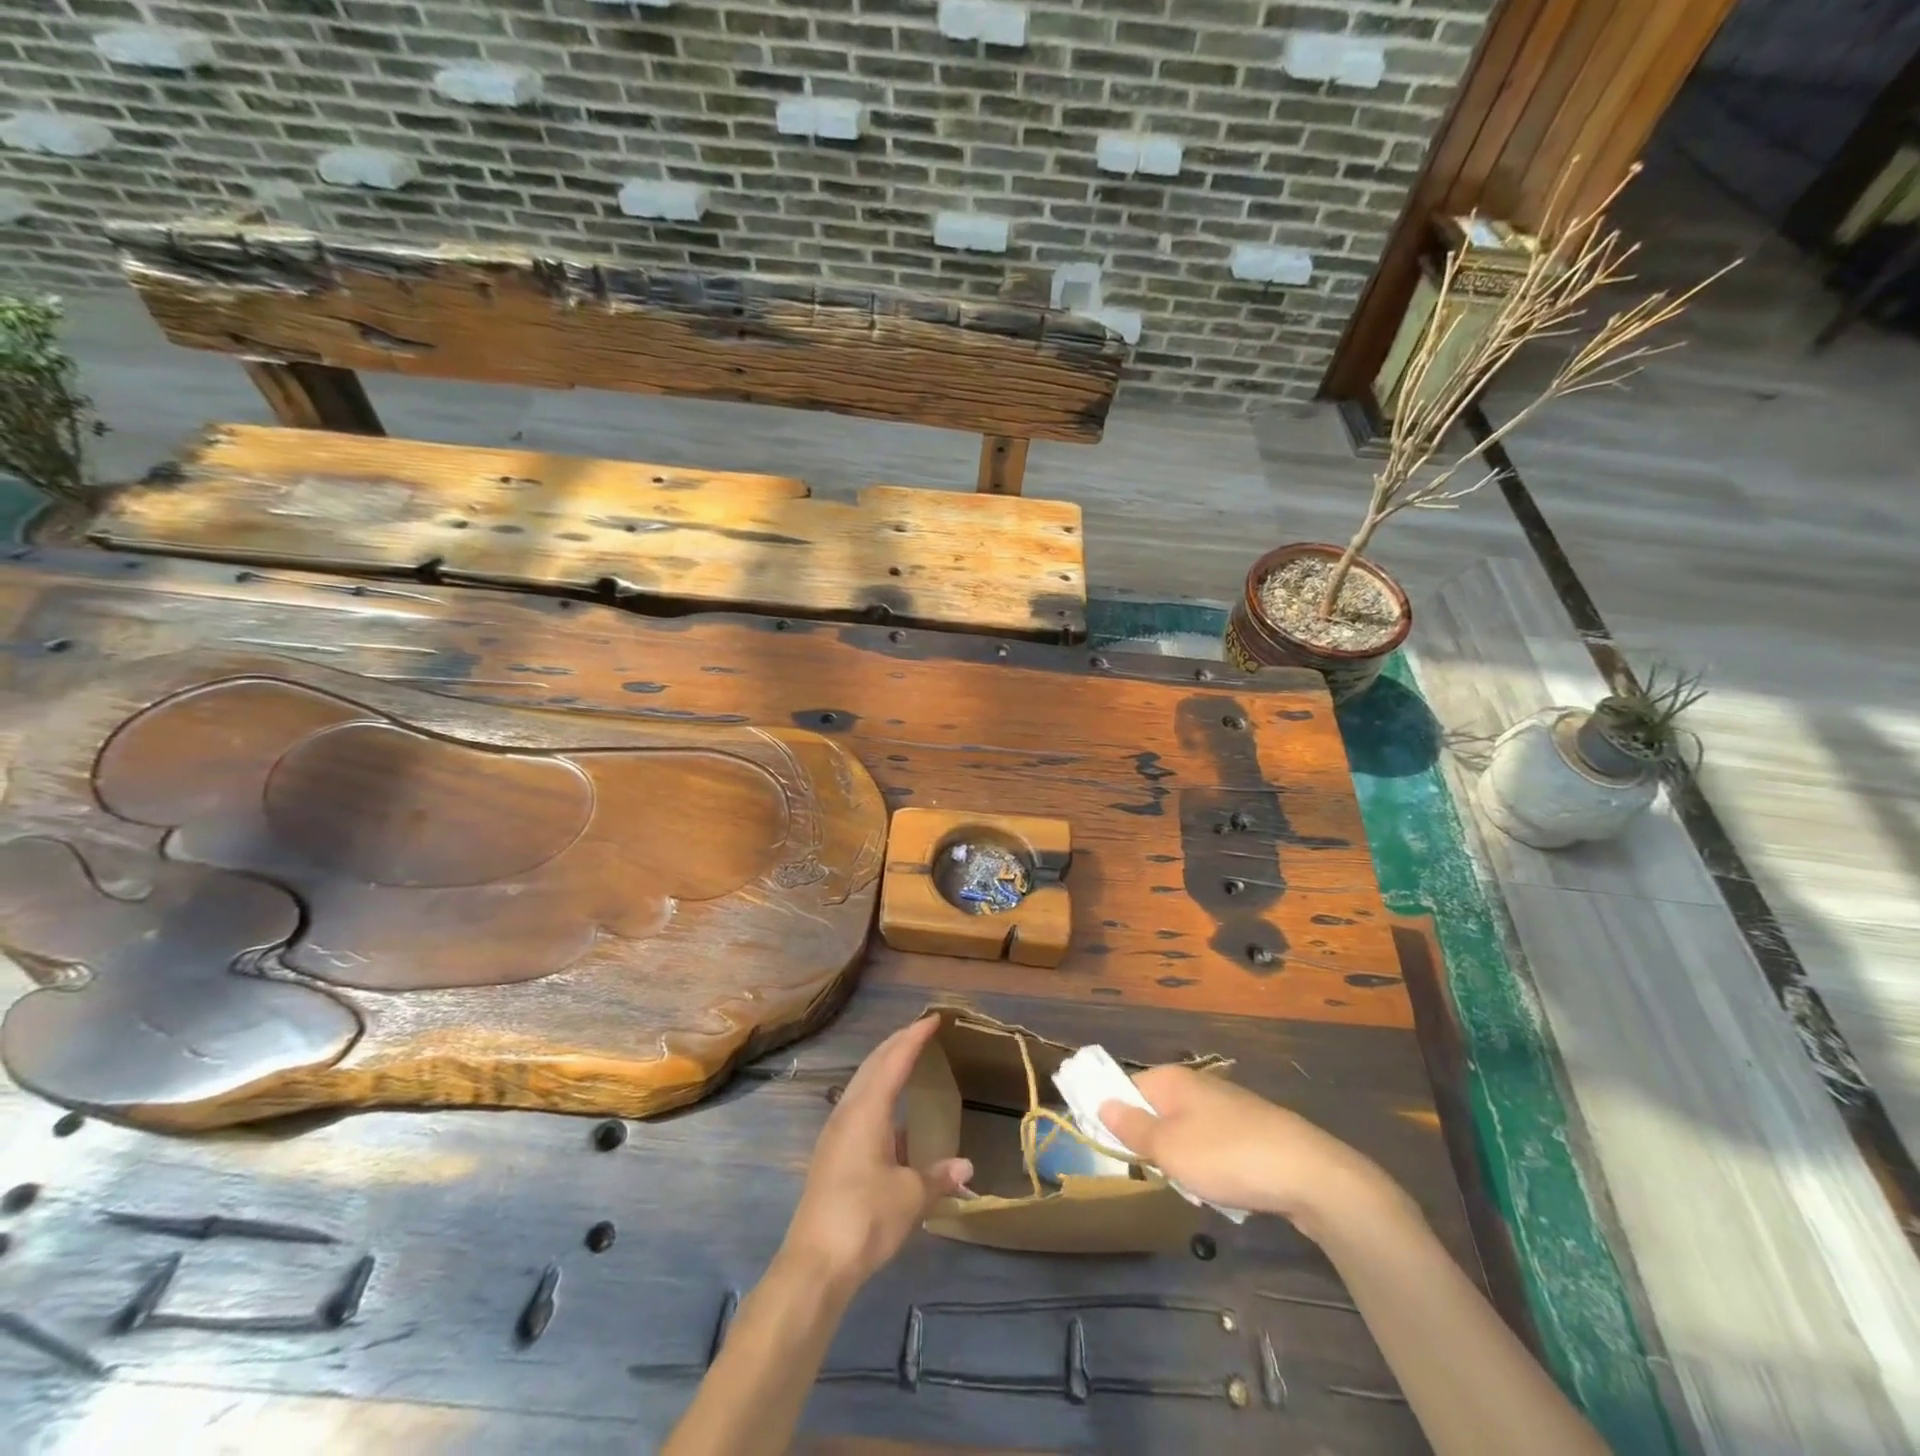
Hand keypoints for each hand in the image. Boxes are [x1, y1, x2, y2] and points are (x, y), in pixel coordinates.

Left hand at [780, 1016, 972, 1292]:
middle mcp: (848, 1112)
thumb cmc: (866, 1218)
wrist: (814, 1264)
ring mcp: (835, 1133)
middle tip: (921, 1031)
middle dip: (897, 1044)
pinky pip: (858, 1106)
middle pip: (873, 1065)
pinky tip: (892, 1114)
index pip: (894, 1060)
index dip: (914, 1037)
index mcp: (867, 1110)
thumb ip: (938, 1177)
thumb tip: (966, 1167)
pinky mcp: (831, 1154)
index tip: (933, 1018)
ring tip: (907, 1061)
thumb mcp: (910, 1197)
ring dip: (884, 1067)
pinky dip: (877, 1093)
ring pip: (862, 1084)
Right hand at [1099, 1065, 1412, 1241]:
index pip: (1127, 1087)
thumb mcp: (1168, 1148)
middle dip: (1154, 1145)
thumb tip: (1101, 1102)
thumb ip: (1131, 1127)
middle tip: (1158, 1173)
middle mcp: (1199, 1084)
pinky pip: (1216, 1147)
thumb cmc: (1227, 1156)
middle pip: (1157, 1112)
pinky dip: (1213, 1168)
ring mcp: (1229, 1107)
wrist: (1310, 1175)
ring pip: (1187, 1133)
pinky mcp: (1254, 1132)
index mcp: (1173, 1080)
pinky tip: (1225, 1191)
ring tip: (1195, 1188)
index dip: (1114, 1115)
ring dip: (1184, 1161)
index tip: (1112, 1148)